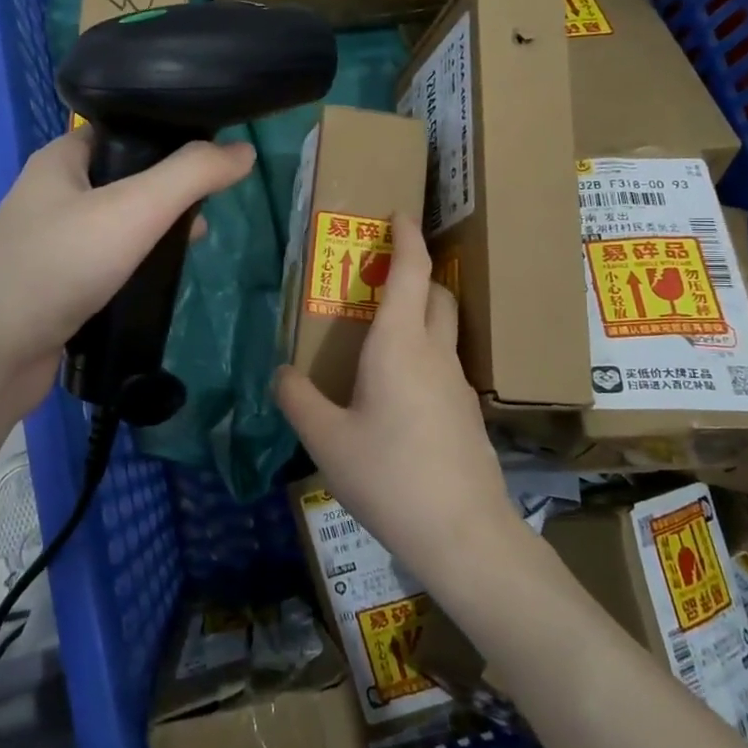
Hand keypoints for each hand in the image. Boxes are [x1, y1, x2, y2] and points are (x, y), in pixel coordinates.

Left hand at [0, 128, 254, 416]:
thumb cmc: (58, 265)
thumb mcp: (133, 209)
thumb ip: (191, 176)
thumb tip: (244, 152)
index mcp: (61, 161)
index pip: (122, 129)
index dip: (167, 135)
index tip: (211, 153)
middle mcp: (53, 195)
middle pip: (124, 178)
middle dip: (168, 191)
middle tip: (208, 205)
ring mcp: (52, 244)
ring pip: (117, 226)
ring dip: (154, 232)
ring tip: (195, 242)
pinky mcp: (57, 286)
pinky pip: (106, 265)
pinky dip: (135, 268)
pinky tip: (161, 281)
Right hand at [274, 215, 518, 587]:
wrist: (462, 532)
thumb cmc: (388, 476)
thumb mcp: (325, 439)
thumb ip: (297, 399)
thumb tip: (281, 374)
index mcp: (399, 345)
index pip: (410, 271)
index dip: (406, 237)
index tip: (398, 214)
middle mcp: (434, 353)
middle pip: (436, 293)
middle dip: (416, 271)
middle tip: (381, 275)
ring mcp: (456, 383)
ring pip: (444, 328)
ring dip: (421, 312)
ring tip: (384, 331)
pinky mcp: (466, 412)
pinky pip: (444, 363)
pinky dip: (424, 351)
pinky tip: (397, 389)